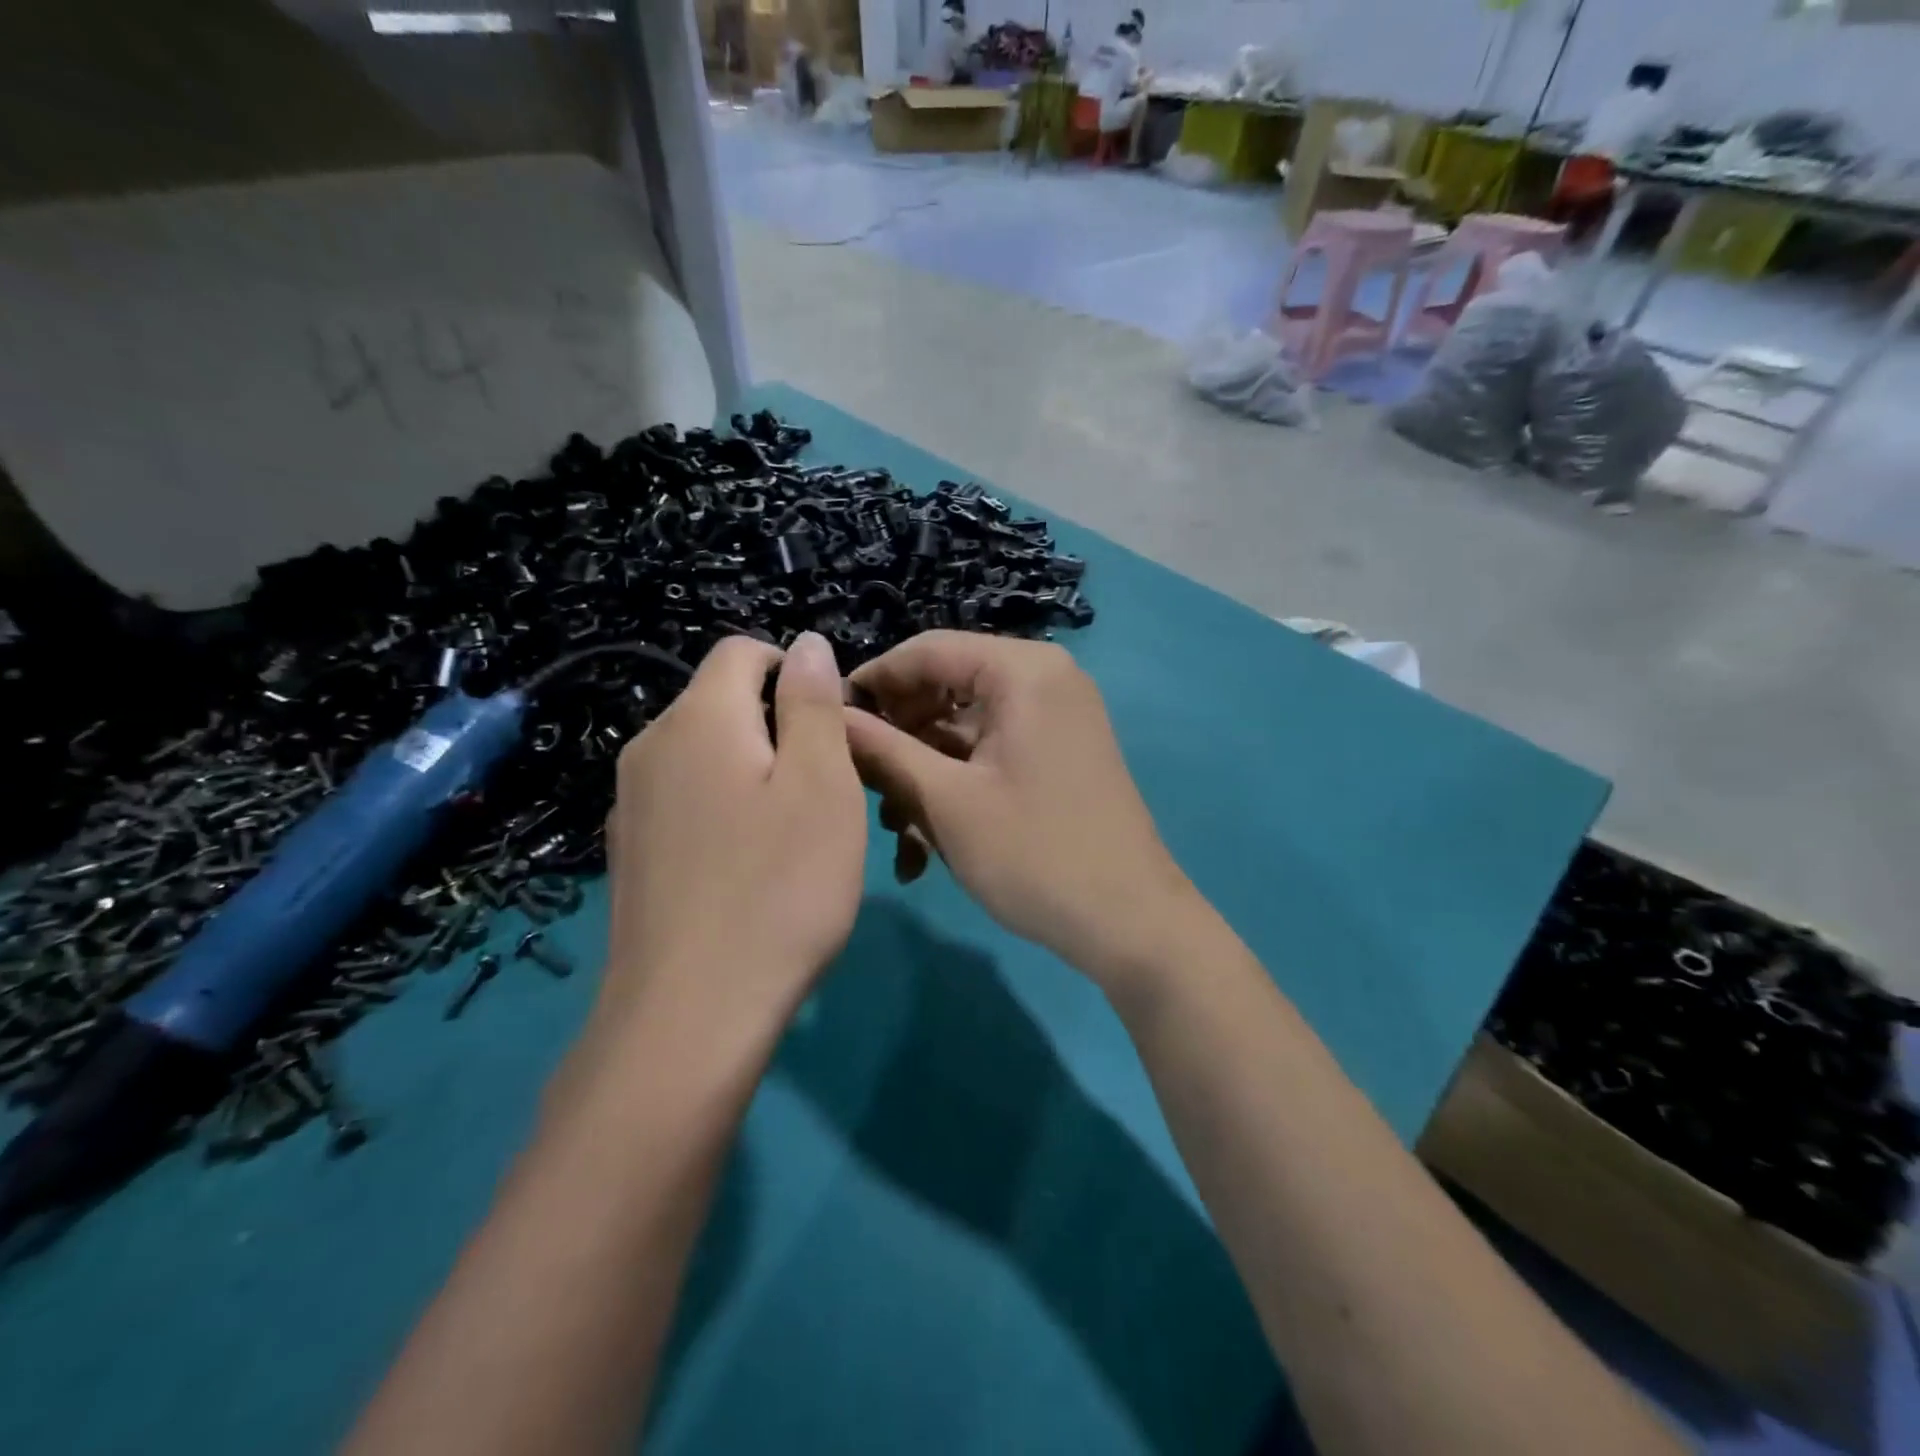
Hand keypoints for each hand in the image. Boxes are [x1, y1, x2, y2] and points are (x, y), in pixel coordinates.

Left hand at [597, 632, 866, 1037]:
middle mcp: (650, 746)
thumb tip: (808, 644)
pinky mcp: (630, 851)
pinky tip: (747, 868)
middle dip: (779, 727)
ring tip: (791, 835)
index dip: (796, 672)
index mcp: (698, 718)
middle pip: (723, 702)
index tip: (832, 731)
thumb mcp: (822, 785)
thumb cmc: (779, 888)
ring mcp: (631, 802)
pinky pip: (687, 799)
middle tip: (824, 792)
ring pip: (707, 754)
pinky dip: (724, 809)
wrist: (690, 1015)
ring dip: (755, 771)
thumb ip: (813, 704)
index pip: (743, 650)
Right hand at [844, 632, 1195, 990]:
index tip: (827, 720)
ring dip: (923, 771)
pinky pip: (992, 751)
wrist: (1130, 924)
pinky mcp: (1059, 754)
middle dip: (899, 737)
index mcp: (1023, 671)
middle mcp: (1045, 680)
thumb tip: (829, 716)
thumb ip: (882, 750)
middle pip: (946, 687)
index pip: (927, 650)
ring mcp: (1057, 719)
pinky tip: (927, 840)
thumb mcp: (945, 801)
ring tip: (895, 828)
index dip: (872, 681)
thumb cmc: (1033, 855)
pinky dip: (957, 784)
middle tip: (862, 783)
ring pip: (965, 727)